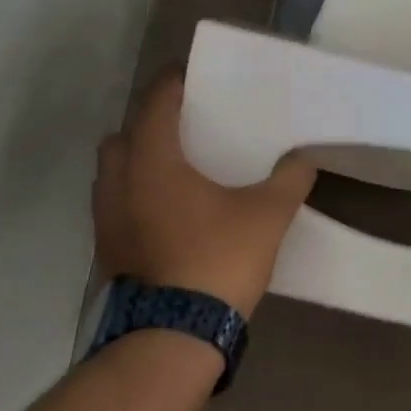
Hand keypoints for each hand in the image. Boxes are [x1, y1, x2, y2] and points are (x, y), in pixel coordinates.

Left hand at [93, 73, 316, 315]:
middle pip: (125, 133)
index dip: (175, 81)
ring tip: (180, 170)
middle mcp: (118, 180)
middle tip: (189, 128)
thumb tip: (304, 158)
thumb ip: (289, 180)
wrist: (173, 335)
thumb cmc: (218, 259)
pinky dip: (138, 196)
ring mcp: (106, 217)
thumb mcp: (268, 215)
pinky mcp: (107, 248)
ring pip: (115, 172)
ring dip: (140, 162)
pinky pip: (118, 204)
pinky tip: (172, 212)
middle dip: (151, 124)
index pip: (156, 100)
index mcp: (152, 159)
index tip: (197, 75)